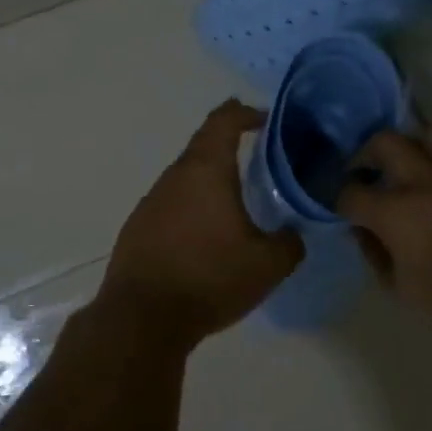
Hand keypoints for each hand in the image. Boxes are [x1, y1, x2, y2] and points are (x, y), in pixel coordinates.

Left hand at [96, 100, 304, 347]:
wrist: (142, 317)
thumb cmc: (209, 278)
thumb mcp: (267, 265)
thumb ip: (289, 243)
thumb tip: (293, 234)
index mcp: (207, 170)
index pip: (224, 120)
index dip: (245, 113)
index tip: (264, 119)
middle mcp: (176, 175)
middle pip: (204, 145)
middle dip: (230, 145)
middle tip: (259, 158)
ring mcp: (152, 199)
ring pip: (187, 175)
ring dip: (210, 179)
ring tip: (236, 199)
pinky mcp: (139, 225)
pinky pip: (172, 202)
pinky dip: (192, 205)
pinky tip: (204, 233)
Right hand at [337, 121, 431, 330]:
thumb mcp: (399, 288)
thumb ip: (375, 250)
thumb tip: (362, 228)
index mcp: (398, 213)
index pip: (352, 191)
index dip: (341, 199)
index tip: (344, 206)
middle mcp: (430, 182)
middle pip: (386, 142)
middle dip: (369, 155)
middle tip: (371, 173)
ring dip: (419, 147)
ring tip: (419, 168)